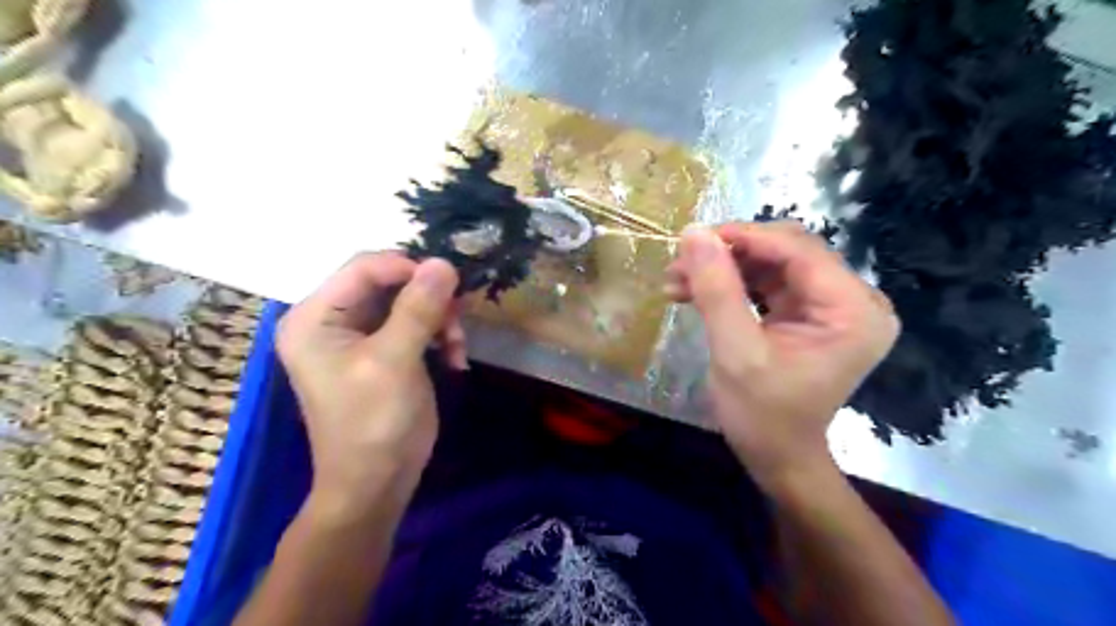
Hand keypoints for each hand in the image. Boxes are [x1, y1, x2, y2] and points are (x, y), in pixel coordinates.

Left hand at [282, 254, 466, 508]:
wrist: (376, 484)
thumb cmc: (373, 423)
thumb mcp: (395, 361)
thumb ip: (418, 309)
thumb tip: (443, 262)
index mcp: (314, 317)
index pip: (363, 268)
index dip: (409, 268)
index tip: (451, 284)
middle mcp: (331, 319)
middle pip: (388, 282)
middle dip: (428, 298)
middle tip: (458, 318)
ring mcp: (358, 336)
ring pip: (408, 301)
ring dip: (439, 318)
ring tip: (457, 347)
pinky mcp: (383, 350)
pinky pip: (415, 324)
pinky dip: (438, 335)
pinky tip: (454, 358)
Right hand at [669, 223, 896, 487]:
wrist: (777, 457)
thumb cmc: (762, 416)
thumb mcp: (735, 352)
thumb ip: (716, 290)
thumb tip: (694, 233)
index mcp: (853, 310)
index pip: (798, 250)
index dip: (744, 237)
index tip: (693, 238)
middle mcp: (852, 300)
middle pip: (785, 252)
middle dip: (729, 254)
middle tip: (680, 263)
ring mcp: (831, 306)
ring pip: (771, 264)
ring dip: (723, 269)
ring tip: (676, 281)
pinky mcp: (809, 313)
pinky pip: (767, 283)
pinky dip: (730, 285)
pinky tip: (693, 292)